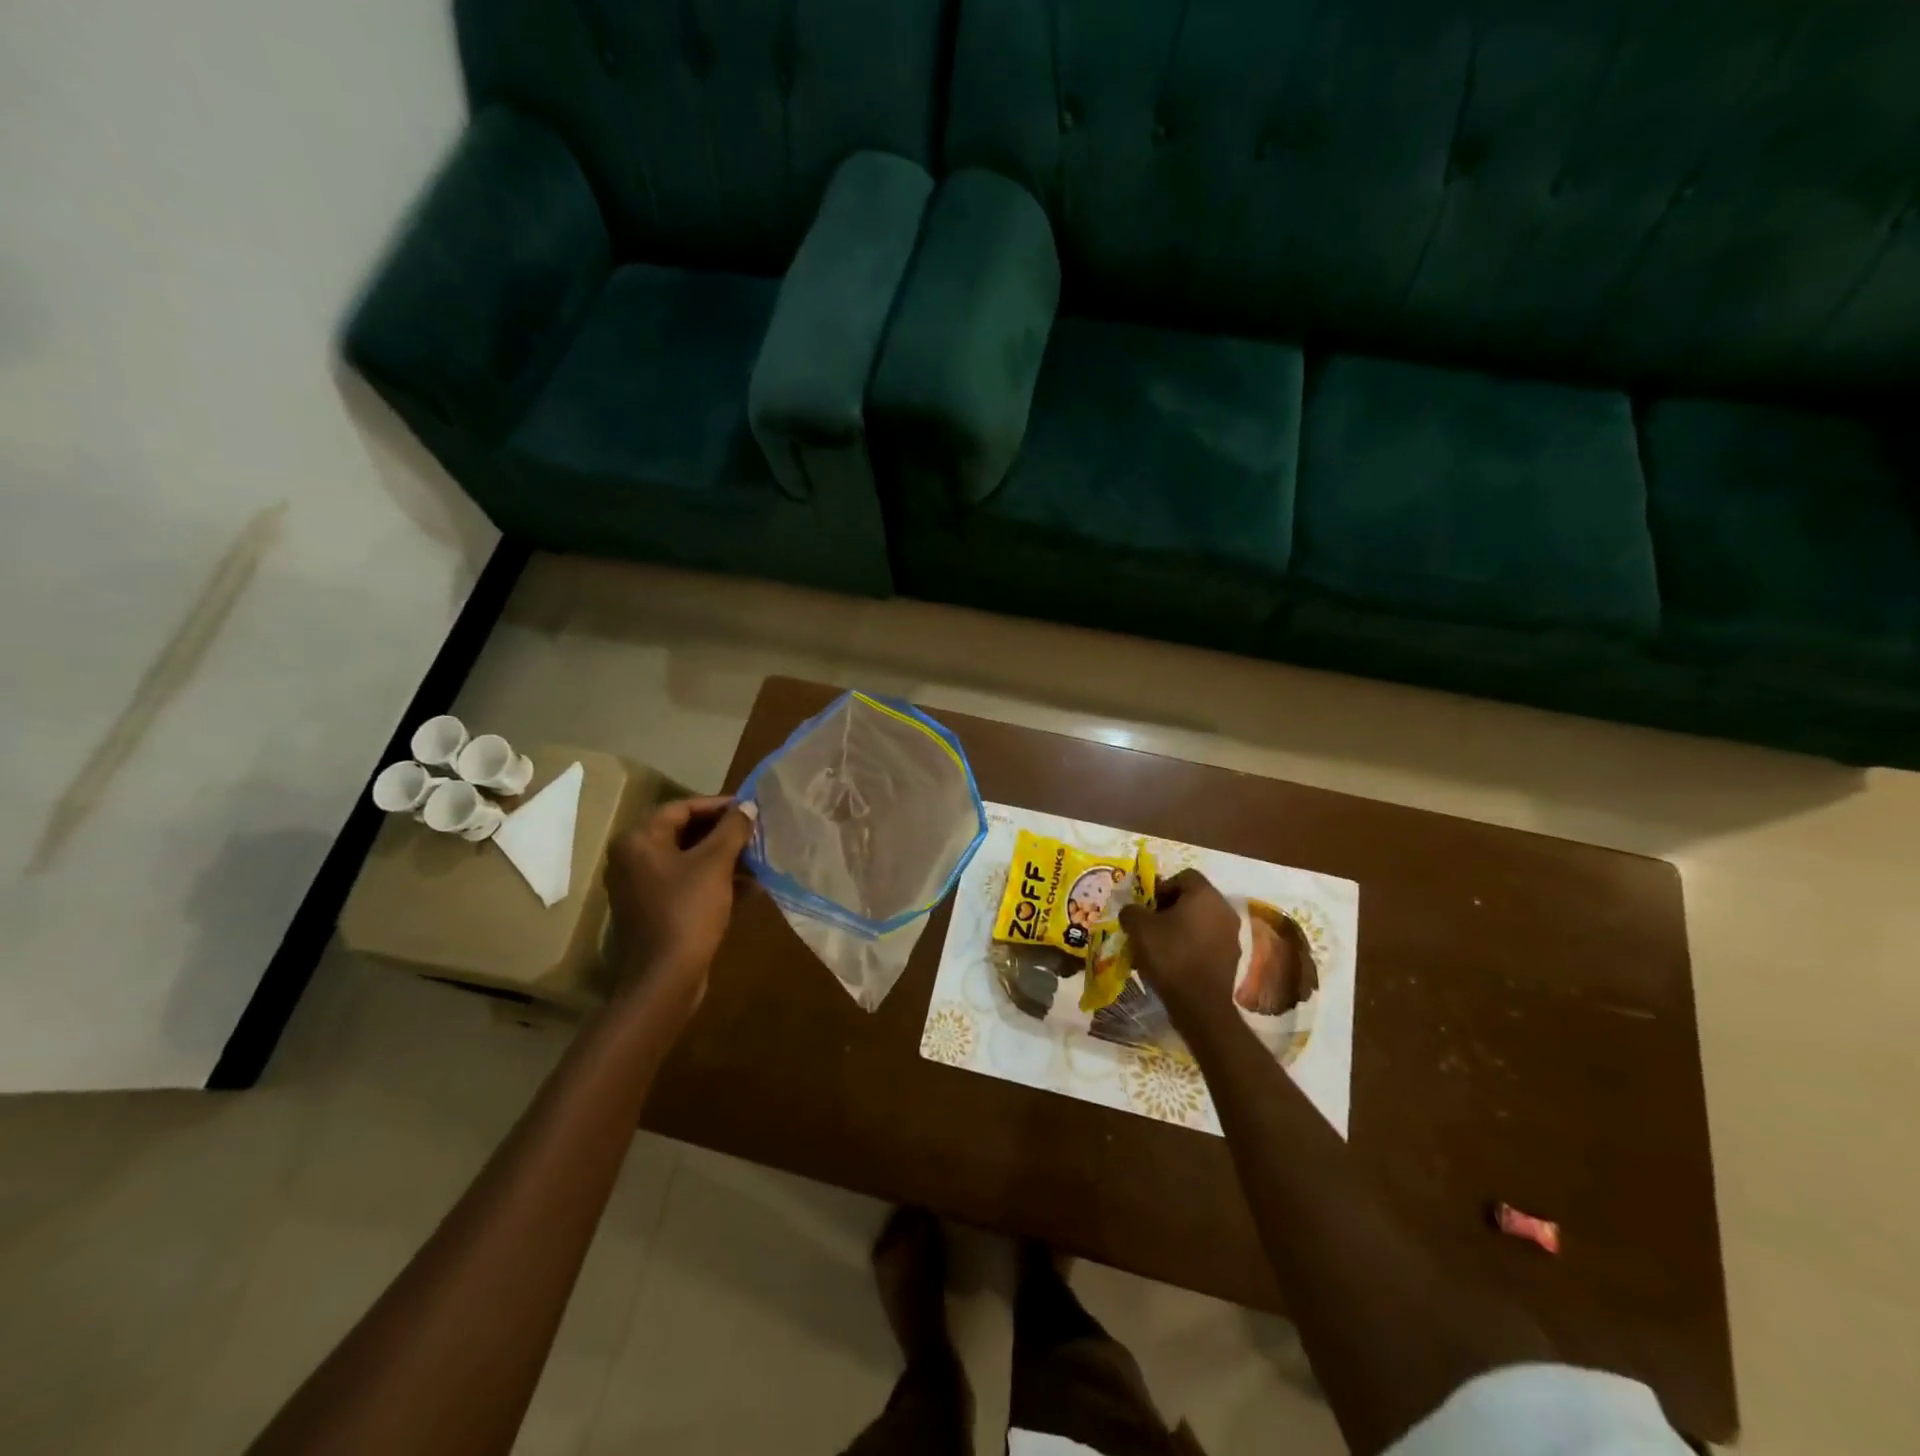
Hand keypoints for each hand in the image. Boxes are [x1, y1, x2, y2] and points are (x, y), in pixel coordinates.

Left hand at [604, 795, 757, 1025]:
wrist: (665, 979)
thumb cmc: (687, 911)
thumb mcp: (715, 864)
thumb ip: (732, 829)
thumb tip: (748, 806)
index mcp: (639, 841)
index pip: (681, 808)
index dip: (718, 806)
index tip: (750, 809)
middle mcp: (633, 859)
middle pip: (683, 832)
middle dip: (723, 832)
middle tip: (756, 833)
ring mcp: (642, 887)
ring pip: (688, 860)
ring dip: (723, 857)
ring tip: (758, 858)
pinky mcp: (655, 911)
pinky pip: (687, 884)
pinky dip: (715, 881)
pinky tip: (750, 887)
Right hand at [1118, 869, 1241, 1031]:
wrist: (1200, 1004)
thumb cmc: (1170, 956)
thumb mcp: (1138, 928)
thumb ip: (1132, 910)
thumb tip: (1132, 911)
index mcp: (1205, 895)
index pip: (1184, 876)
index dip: (1162, 887)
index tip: (1147, 906)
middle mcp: (1224, 909)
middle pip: (1194, 898)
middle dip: (1170, 908)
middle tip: (1151, 924)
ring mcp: (1232, 934)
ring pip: (1201, 920)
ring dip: (1181, 926)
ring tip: (1160, 945)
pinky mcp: (1232, 956)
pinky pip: (1208, 940)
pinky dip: (1192, 944)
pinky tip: (1175, 961)